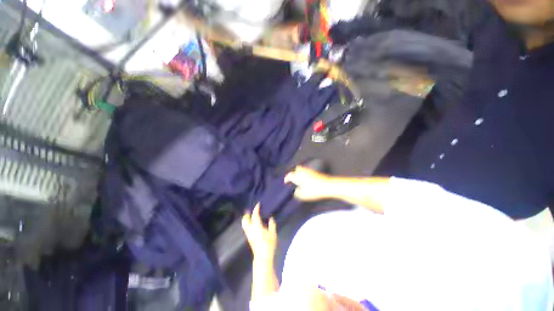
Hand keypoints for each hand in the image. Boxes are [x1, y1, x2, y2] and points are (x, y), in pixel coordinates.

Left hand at [242, 203, 277, 259]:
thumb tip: (271, 218)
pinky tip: (251, 223)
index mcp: (257, 227)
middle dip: (247, 214)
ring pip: (244, 224)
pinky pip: (246, 228)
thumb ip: (272, 225)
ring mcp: (249, 234)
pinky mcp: (249, 238)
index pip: (255, 215)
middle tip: (249, 210)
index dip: (256, 209)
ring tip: (249, 215)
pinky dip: (247, 223)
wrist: (263, 257)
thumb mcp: (273, 234)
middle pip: (245, 220)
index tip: (258, 204)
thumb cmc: (269, 244)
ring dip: (246, 218)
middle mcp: (251, 229)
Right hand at [284, 166, 332, 200]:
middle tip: (293, 178)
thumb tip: (296, 191)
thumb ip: (298, 193)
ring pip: (302, 169)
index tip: (285, 182)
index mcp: (299, 176)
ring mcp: (310, 171)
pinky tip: (306, 180)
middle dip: (294, 172)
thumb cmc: (315, 190)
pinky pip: (307, 171)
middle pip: (297, 169)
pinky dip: (305, 174)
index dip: (287, 178)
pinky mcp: (316, 173)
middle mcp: (304, 172)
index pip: (290, 175)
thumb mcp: (304, 195)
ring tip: (299, 179)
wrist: (329, 186)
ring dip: (299, 173)